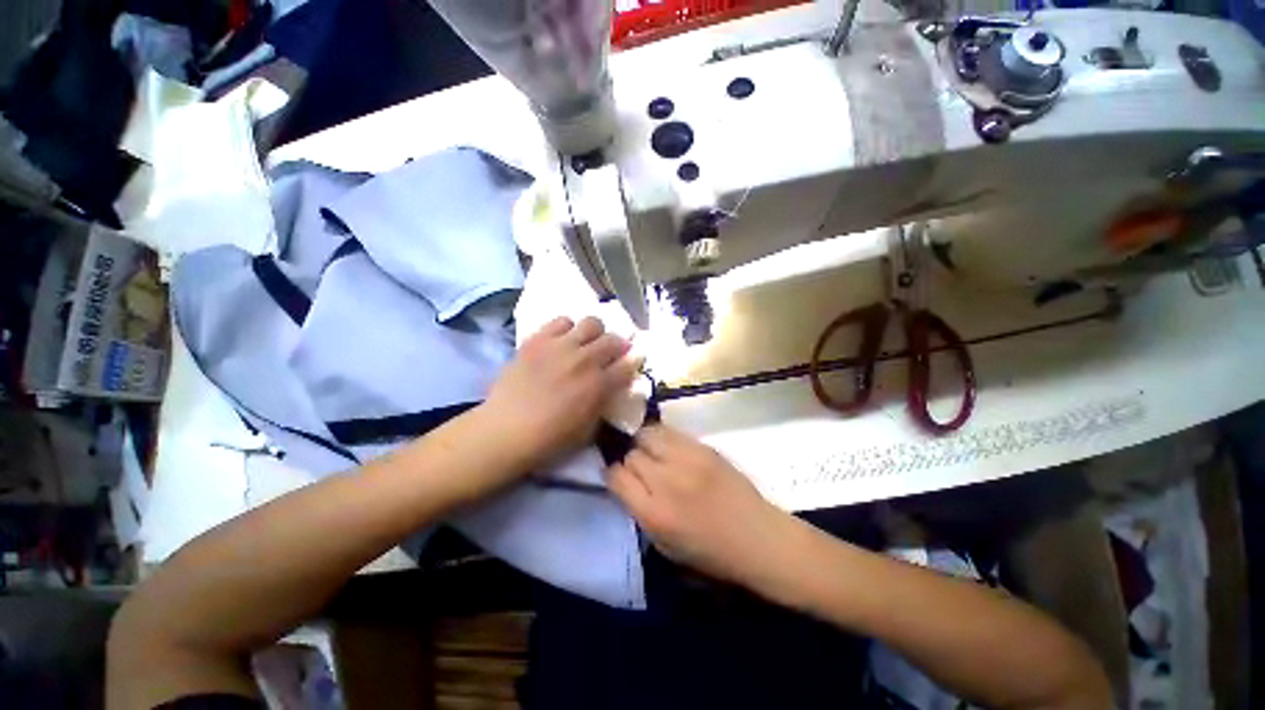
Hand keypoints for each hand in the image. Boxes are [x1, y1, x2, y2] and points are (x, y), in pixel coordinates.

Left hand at [484, 316, 637, 470]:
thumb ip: (604, 403)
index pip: (628, 364)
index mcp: (599, 385)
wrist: (505, 430)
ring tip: (586, 343)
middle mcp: (585, 360)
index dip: (633, 363)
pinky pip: (562, 321)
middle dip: (618, 346)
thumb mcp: (588, 429)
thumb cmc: (549, 439)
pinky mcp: (538, 339)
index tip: (630, 364)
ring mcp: (561, 346)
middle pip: (614, 339)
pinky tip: (562, 341)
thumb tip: (611, 386)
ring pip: (592, 322)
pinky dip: (568, 328)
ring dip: (595, 333)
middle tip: (611, 354)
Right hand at [607, 426, 794, 587]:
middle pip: (632, 454)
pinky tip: (671, 449)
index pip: (616, 476)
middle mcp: (667, 481)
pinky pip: (670, 431)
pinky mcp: (703, 447)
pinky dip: (664, 438)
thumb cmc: (710, 553)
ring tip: (654, 454)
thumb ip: (639, 511)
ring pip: (648, 434)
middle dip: (631, 461)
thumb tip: (625, 482)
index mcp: (654, 513)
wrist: (758, 537)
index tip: (622, 480)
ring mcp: (687, 459)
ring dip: (645, 444)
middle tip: (642, 470)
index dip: (614, 476)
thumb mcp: (664, 546)